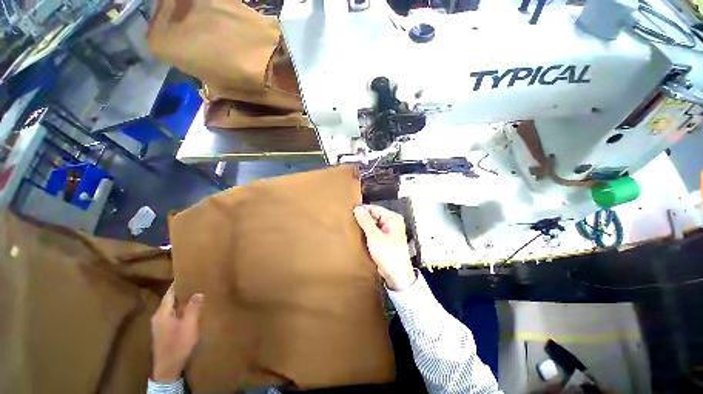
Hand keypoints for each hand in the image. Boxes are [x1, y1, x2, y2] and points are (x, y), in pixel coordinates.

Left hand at [150, 285, 203, 381]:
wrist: (168, 368)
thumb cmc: (178, 344)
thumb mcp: (189, 325)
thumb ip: (193, 308)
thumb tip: (198, 293)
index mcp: (162, 313)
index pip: (170, 293)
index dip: (178, 283)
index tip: (188, 274)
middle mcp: (158, 317)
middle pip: (170, 300)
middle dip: (182, 292)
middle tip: (196, 283)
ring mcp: (160, 325)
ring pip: (172, 308)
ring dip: (182, 302)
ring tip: (196, 295)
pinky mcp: (164, 332)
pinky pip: (173, 315)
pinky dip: (181, 310)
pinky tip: (191, 311)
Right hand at [353, 205, 415, 290]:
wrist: (397, 276)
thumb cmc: (390, 256)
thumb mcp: (374, 236)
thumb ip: (365, 221)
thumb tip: (357, 209)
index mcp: (393, 218)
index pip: (374, 208)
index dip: (362, 210)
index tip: (350, 213)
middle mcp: (392, 223)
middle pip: (374, 216)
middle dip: (363, 220)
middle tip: (351, 223)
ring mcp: (389, 231)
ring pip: (373, 224)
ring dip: (365, 227)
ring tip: (354, 230)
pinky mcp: (385, 239)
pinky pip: (374, 232)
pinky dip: (368, 234)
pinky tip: (361, 237)